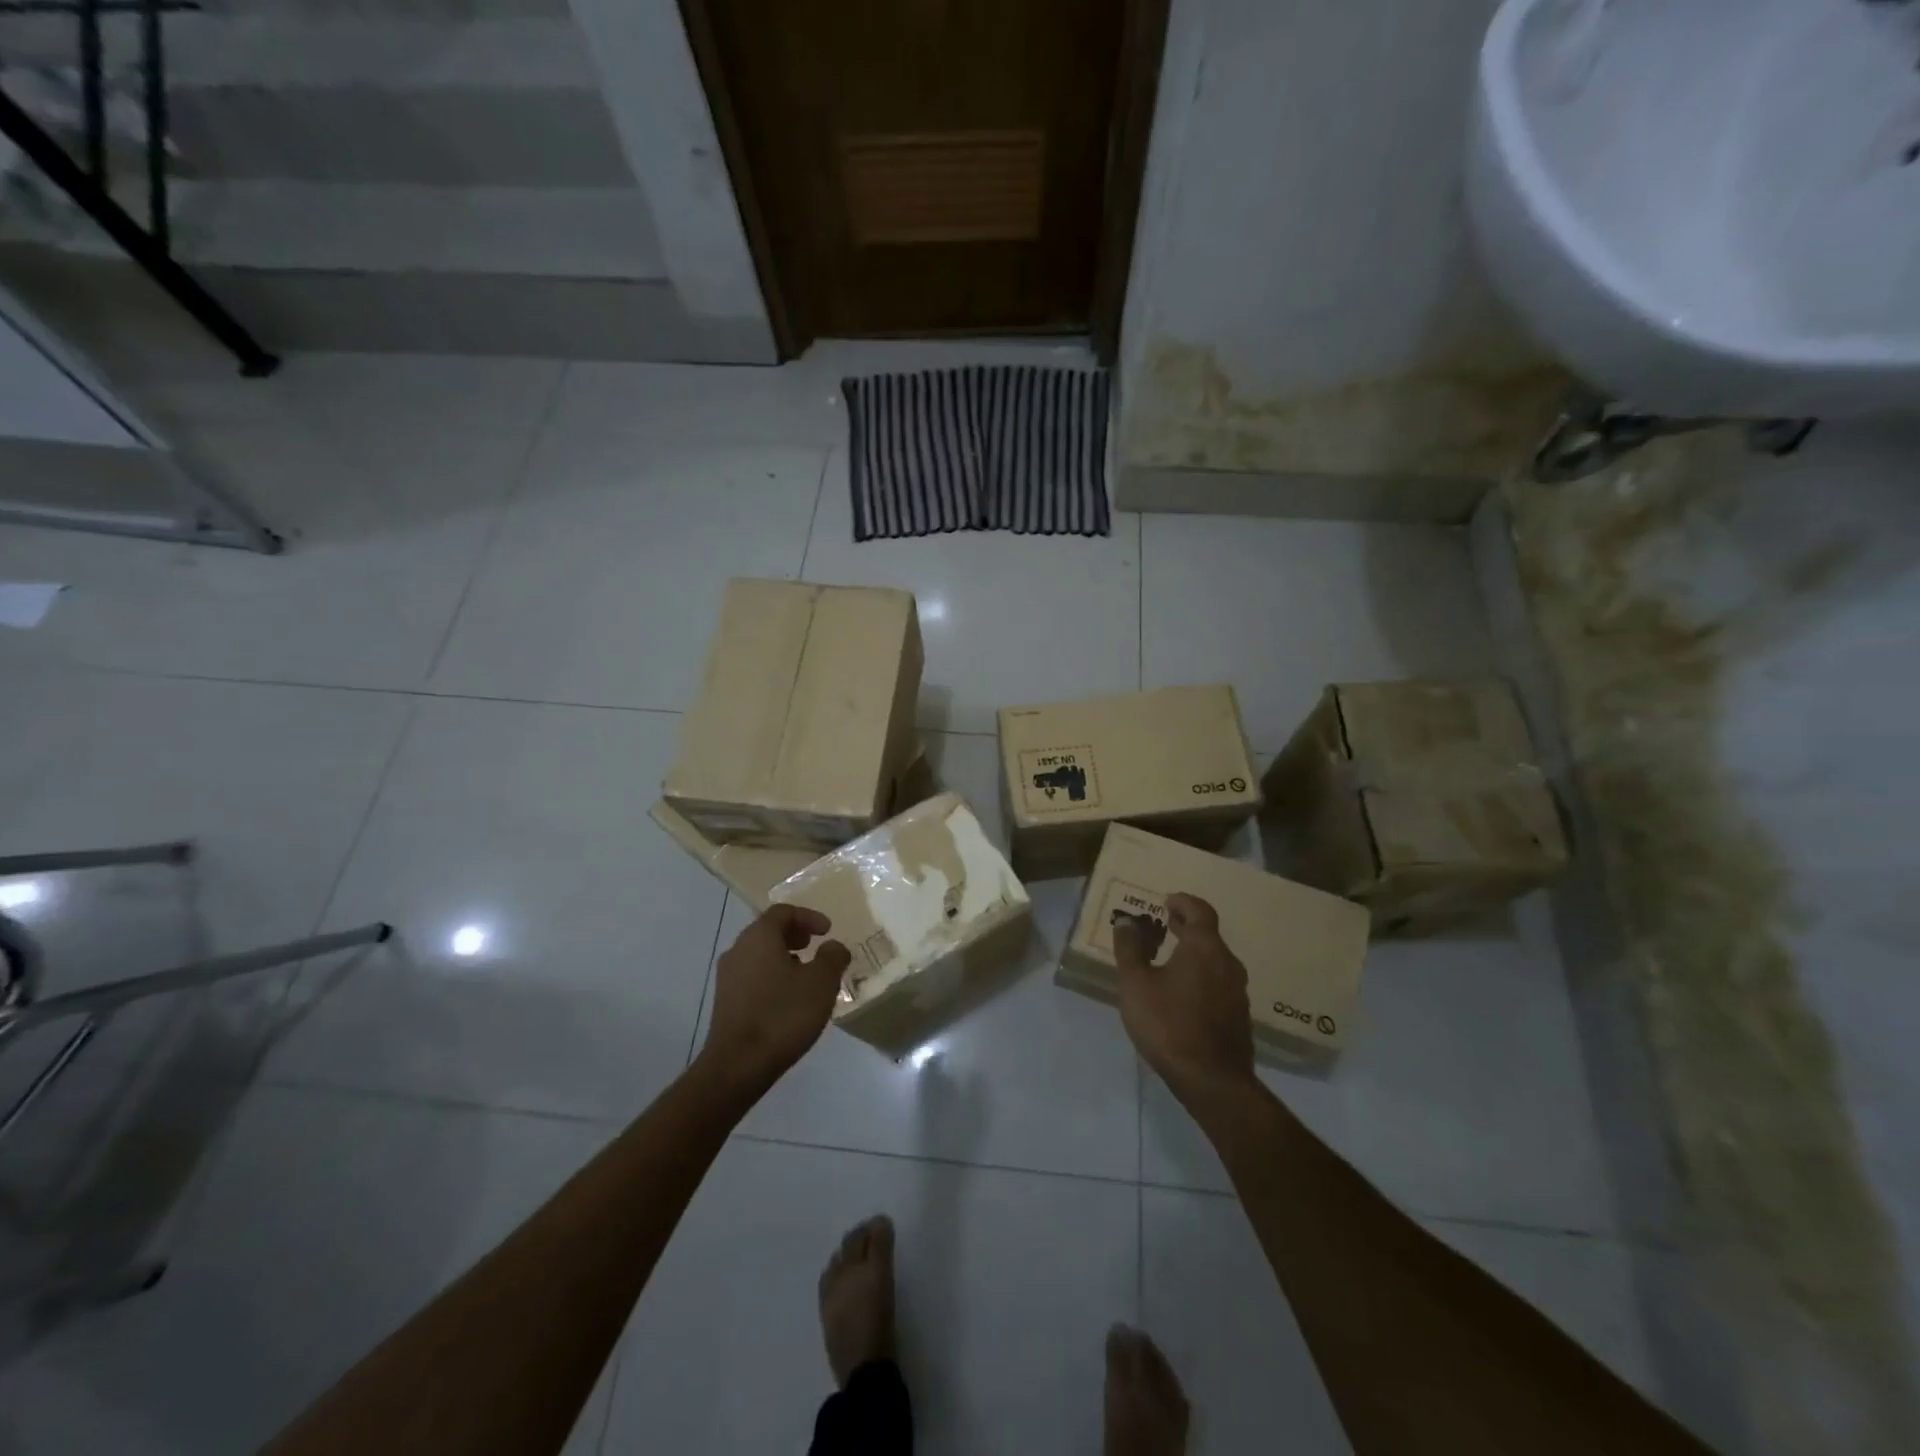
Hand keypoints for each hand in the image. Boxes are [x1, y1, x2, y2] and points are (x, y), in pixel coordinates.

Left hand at [700, 905, 851, 1089]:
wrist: (738, 1065)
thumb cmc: (783, 1014)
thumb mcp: (821, 982)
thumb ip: (832, 957)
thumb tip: (834, 946)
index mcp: (759, 936)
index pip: (783, 911)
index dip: (809, 916)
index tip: (828, 930)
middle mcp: (738, 949)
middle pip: (768, 930)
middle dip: (795, 935)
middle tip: (816, 946)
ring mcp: (727, 977)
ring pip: (759, 954)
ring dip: (784, 956)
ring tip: (806, 974)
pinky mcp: (725, 1001)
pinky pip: (752, 975)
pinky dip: (772, 975)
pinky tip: (788, 998)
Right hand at [1114, 893, 1258, 1108]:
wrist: (1212, 1080)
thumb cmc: (1169, 1023)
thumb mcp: (1136, 984)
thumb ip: (1130, 949)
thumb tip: (1126, 921)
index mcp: (1204, 948)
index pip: (1200, 911)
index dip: (1183, 902)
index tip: (1167, 902)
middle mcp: (1227, 963)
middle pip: (1209, 935)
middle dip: (1187, 927)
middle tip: (1165, 925)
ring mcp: (1237, 991)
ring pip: (1215, 961)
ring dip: (1194, 953)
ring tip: (1169, 960)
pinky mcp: (1239, 1016)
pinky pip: (1219, 983)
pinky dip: (1201, 976)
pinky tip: (1183, 994)